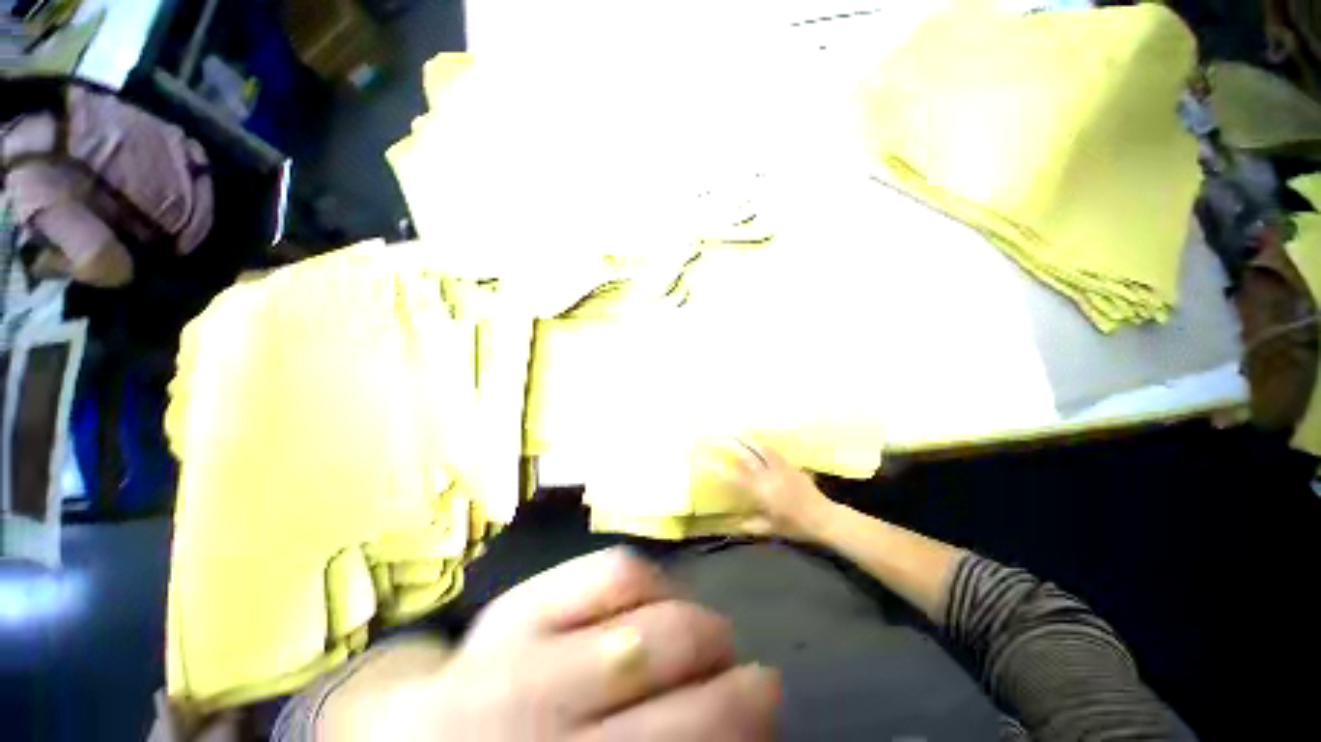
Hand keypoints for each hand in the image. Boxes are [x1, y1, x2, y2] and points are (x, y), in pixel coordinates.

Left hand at [400, 548, 779, 740]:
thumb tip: (741, 727)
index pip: (682, 741)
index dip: (741, 722)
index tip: (769, 708)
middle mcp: (546, 722)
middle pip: (673, 673)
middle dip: (732, 675)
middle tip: (750, 673)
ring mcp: (528, 653)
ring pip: (652, 621)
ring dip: (700, 626)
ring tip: (708, 634)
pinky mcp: (520, 604)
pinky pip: (612, 571)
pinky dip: (651, 581)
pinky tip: (656, 597)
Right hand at [714, 440, 836, 541]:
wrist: (824, 519)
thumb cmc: (796, 527)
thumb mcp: (772, 529)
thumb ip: (752, 525)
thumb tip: (735, 524)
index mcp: (762, 492)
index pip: (736, 477)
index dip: (719, 467)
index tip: (706, 459)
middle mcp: (770, 476)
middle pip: (749, 456)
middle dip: (734, 445)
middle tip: (723, 436)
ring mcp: (782, 469)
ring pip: (763, 449)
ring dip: (750, 441)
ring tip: (740, 433)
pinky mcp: (792, 466)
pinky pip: (775, 452)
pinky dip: (764, 446)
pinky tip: (761, 443)